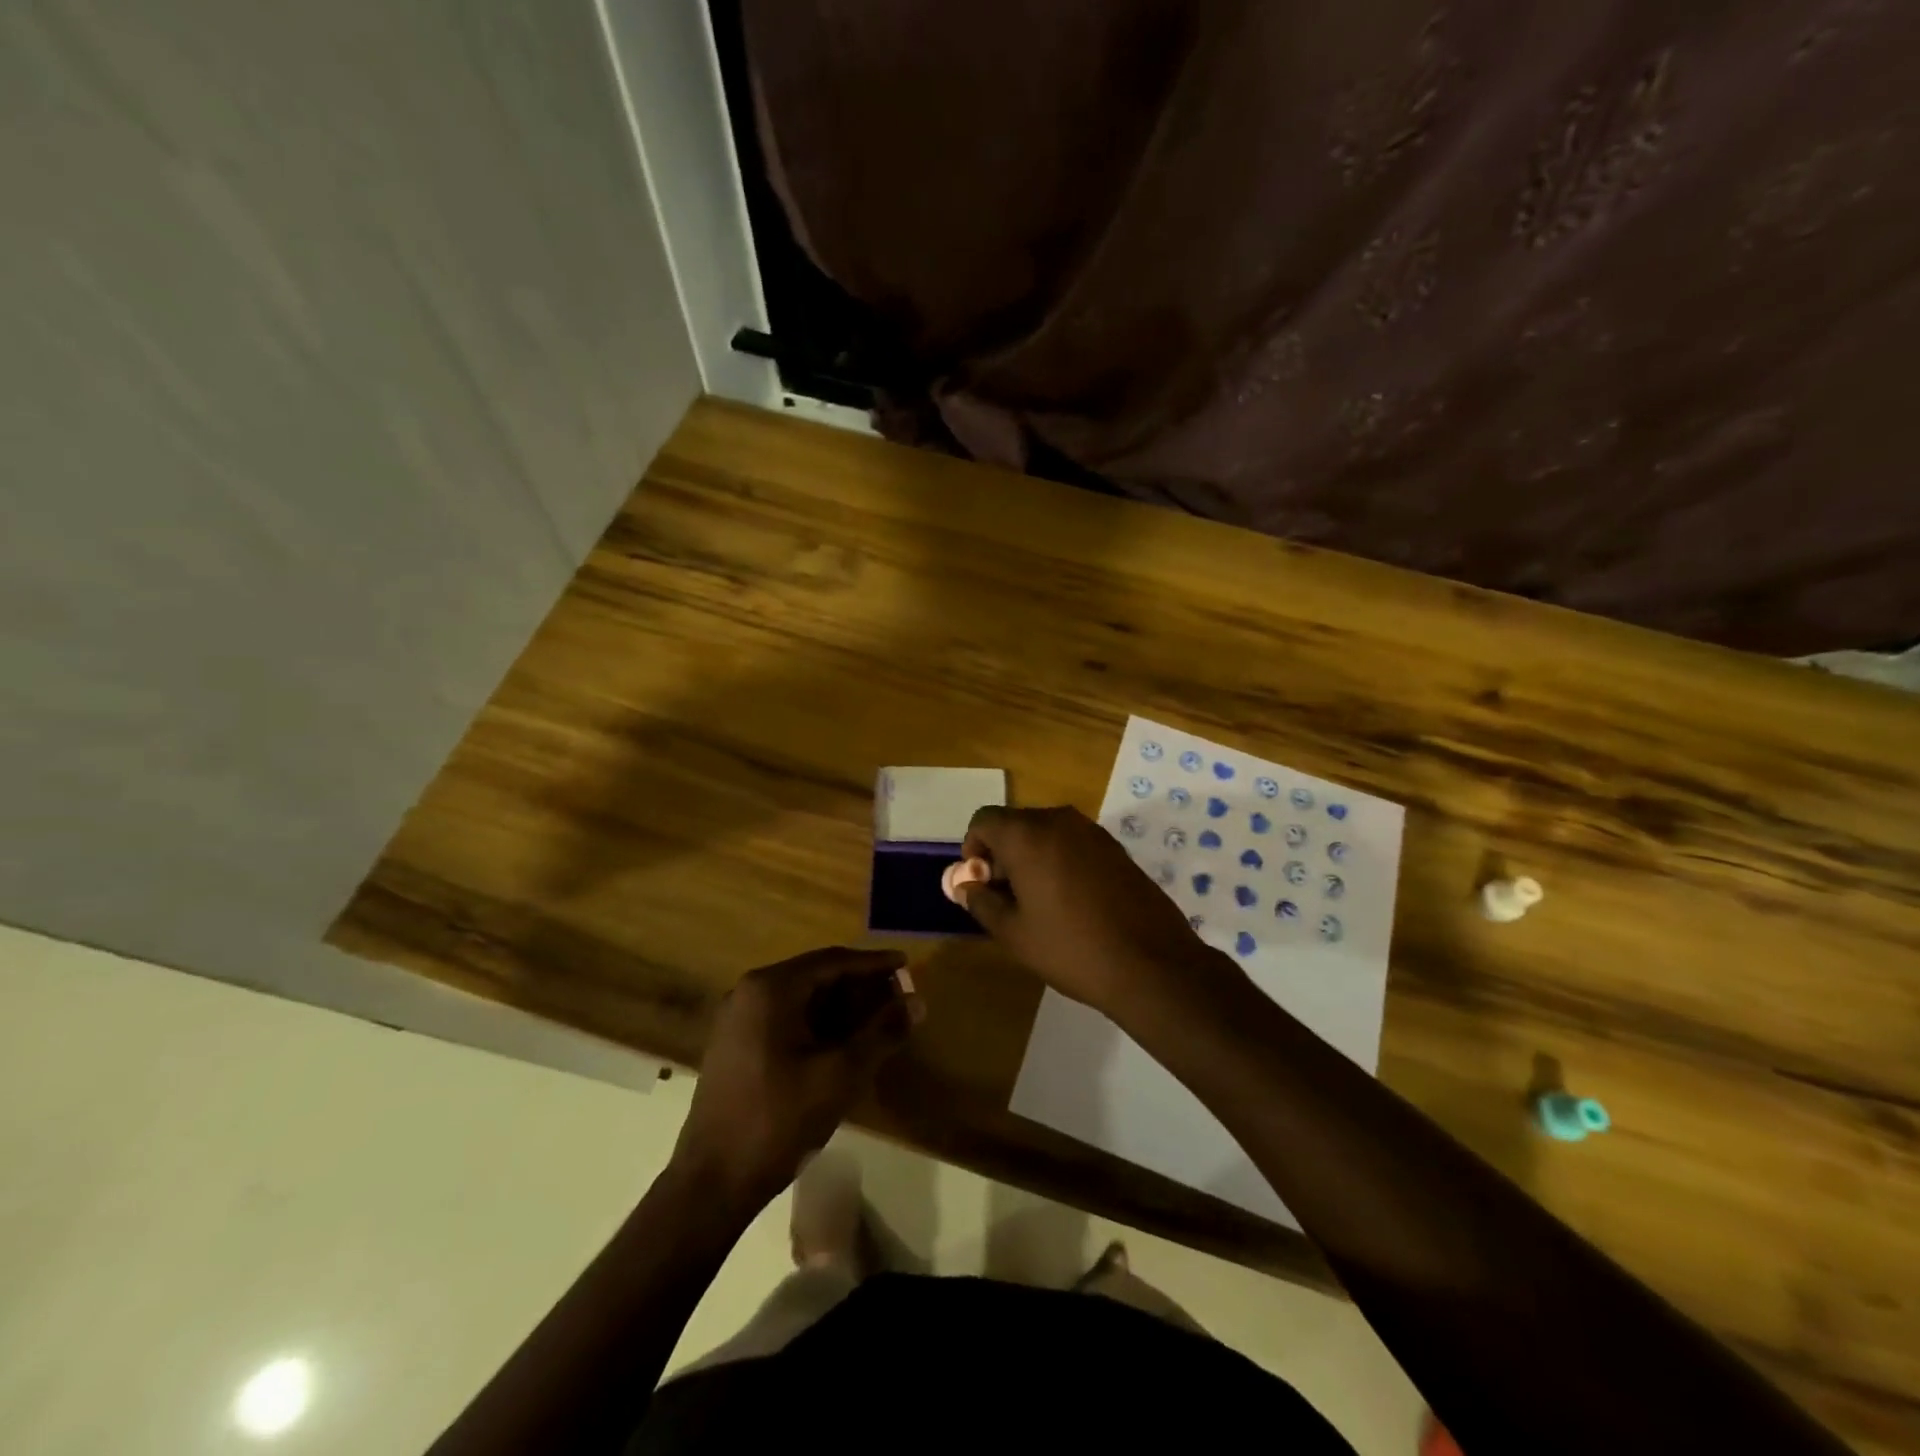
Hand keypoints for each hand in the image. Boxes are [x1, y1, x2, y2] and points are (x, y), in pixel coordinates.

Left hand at [672, 948, 918, 1210]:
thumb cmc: (779, 1120)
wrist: (712, 1183)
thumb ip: (881, 1033)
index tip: (905, 963)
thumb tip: (917, 1003)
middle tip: (897, 996)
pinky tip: (843, 1043)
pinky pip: (785, 1019)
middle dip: (858, 985)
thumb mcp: (840, 1074)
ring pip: (801, 999)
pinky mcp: (735, 1046)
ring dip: (840, 1006)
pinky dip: (817, 1023)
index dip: (873, 963)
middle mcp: (749, 993)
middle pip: (815, 976)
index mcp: (770, 989)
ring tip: (878, 1019)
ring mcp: (738, 1020)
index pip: (832, 961)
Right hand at [960, 806, 1234, 1015]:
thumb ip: (980, 901)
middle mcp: (1059, 820)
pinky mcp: (1116, 848)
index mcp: (1028, 834)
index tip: (980, 884)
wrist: (1152, 964)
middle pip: (1015, 823)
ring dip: (1031, 857)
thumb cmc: (1071, 948)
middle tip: (1005, 898)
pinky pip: (1073, 843)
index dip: (973, 849)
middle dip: (1001, 854)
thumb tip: (964, 884)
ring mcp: (1092, 831)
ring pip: (1046, 833)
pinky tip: (1071, 902)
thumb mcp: (1013, 932)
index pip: (984, 820)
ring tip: (1038, 903)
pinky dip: (1060, 861)